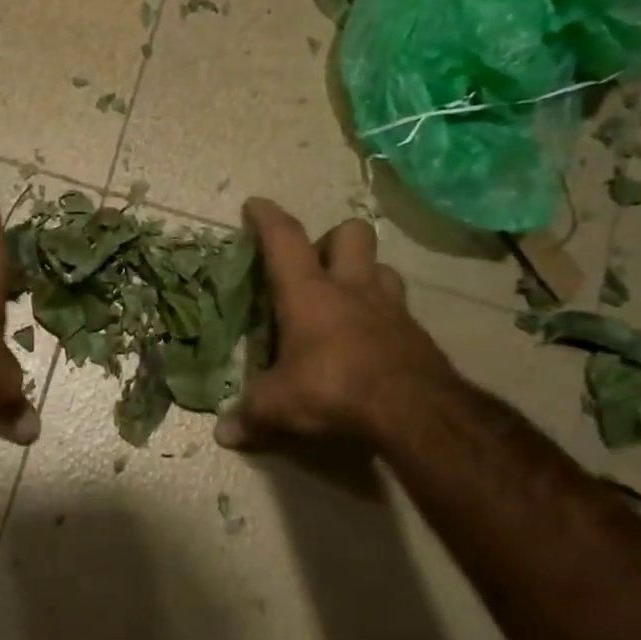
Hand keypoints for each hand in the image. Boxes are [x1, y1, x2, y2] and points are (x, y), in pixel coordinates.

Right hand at [217, 199, 453, 449]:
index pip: (284, 240)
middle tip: (314, 267)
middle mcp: (352, 289)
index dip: (267, 218)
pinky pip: (400, 308)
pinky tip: (371, 341)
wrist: (413, 410)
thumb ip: (250, 415)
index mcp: (309, 294)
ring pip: (382, 267)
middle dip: (331, 240)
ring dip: (363, 275)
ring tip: (346, 300)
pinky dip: (383, 316)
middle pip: (350, 233)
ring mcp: (390, 307)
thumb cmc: (333, 389)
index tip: (256, 204)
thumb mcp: (279, 405)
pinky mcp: (417, 333)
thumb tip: (223, 435)